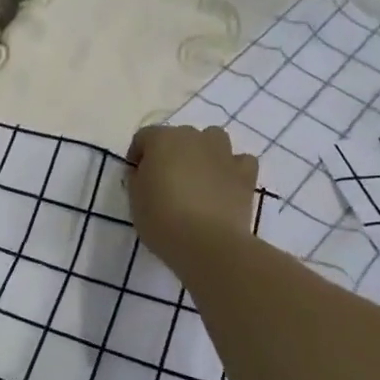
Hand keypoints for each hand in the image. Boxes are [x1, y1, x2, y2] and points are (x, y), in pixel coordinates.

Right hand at [126, 124, 258, 270]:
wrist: (207, 242)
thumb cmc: (162, 220)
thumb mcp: (135, 200)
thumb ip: (137, 179)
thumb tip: (143, 172)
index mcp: (162, 140)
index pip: (144, 137)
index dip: (138, 155)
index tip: (136, 176)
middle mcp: (194, 137)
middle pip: (179, 137)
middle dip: (171, 154)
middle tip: (166, 181)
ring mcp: (223, 152)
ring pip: (213, 140)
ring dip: (204, 153)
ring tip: (198, 179)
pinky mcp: (245, 173)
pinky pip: (239, 161)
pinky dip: (232, 168)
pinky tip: (225, 185)